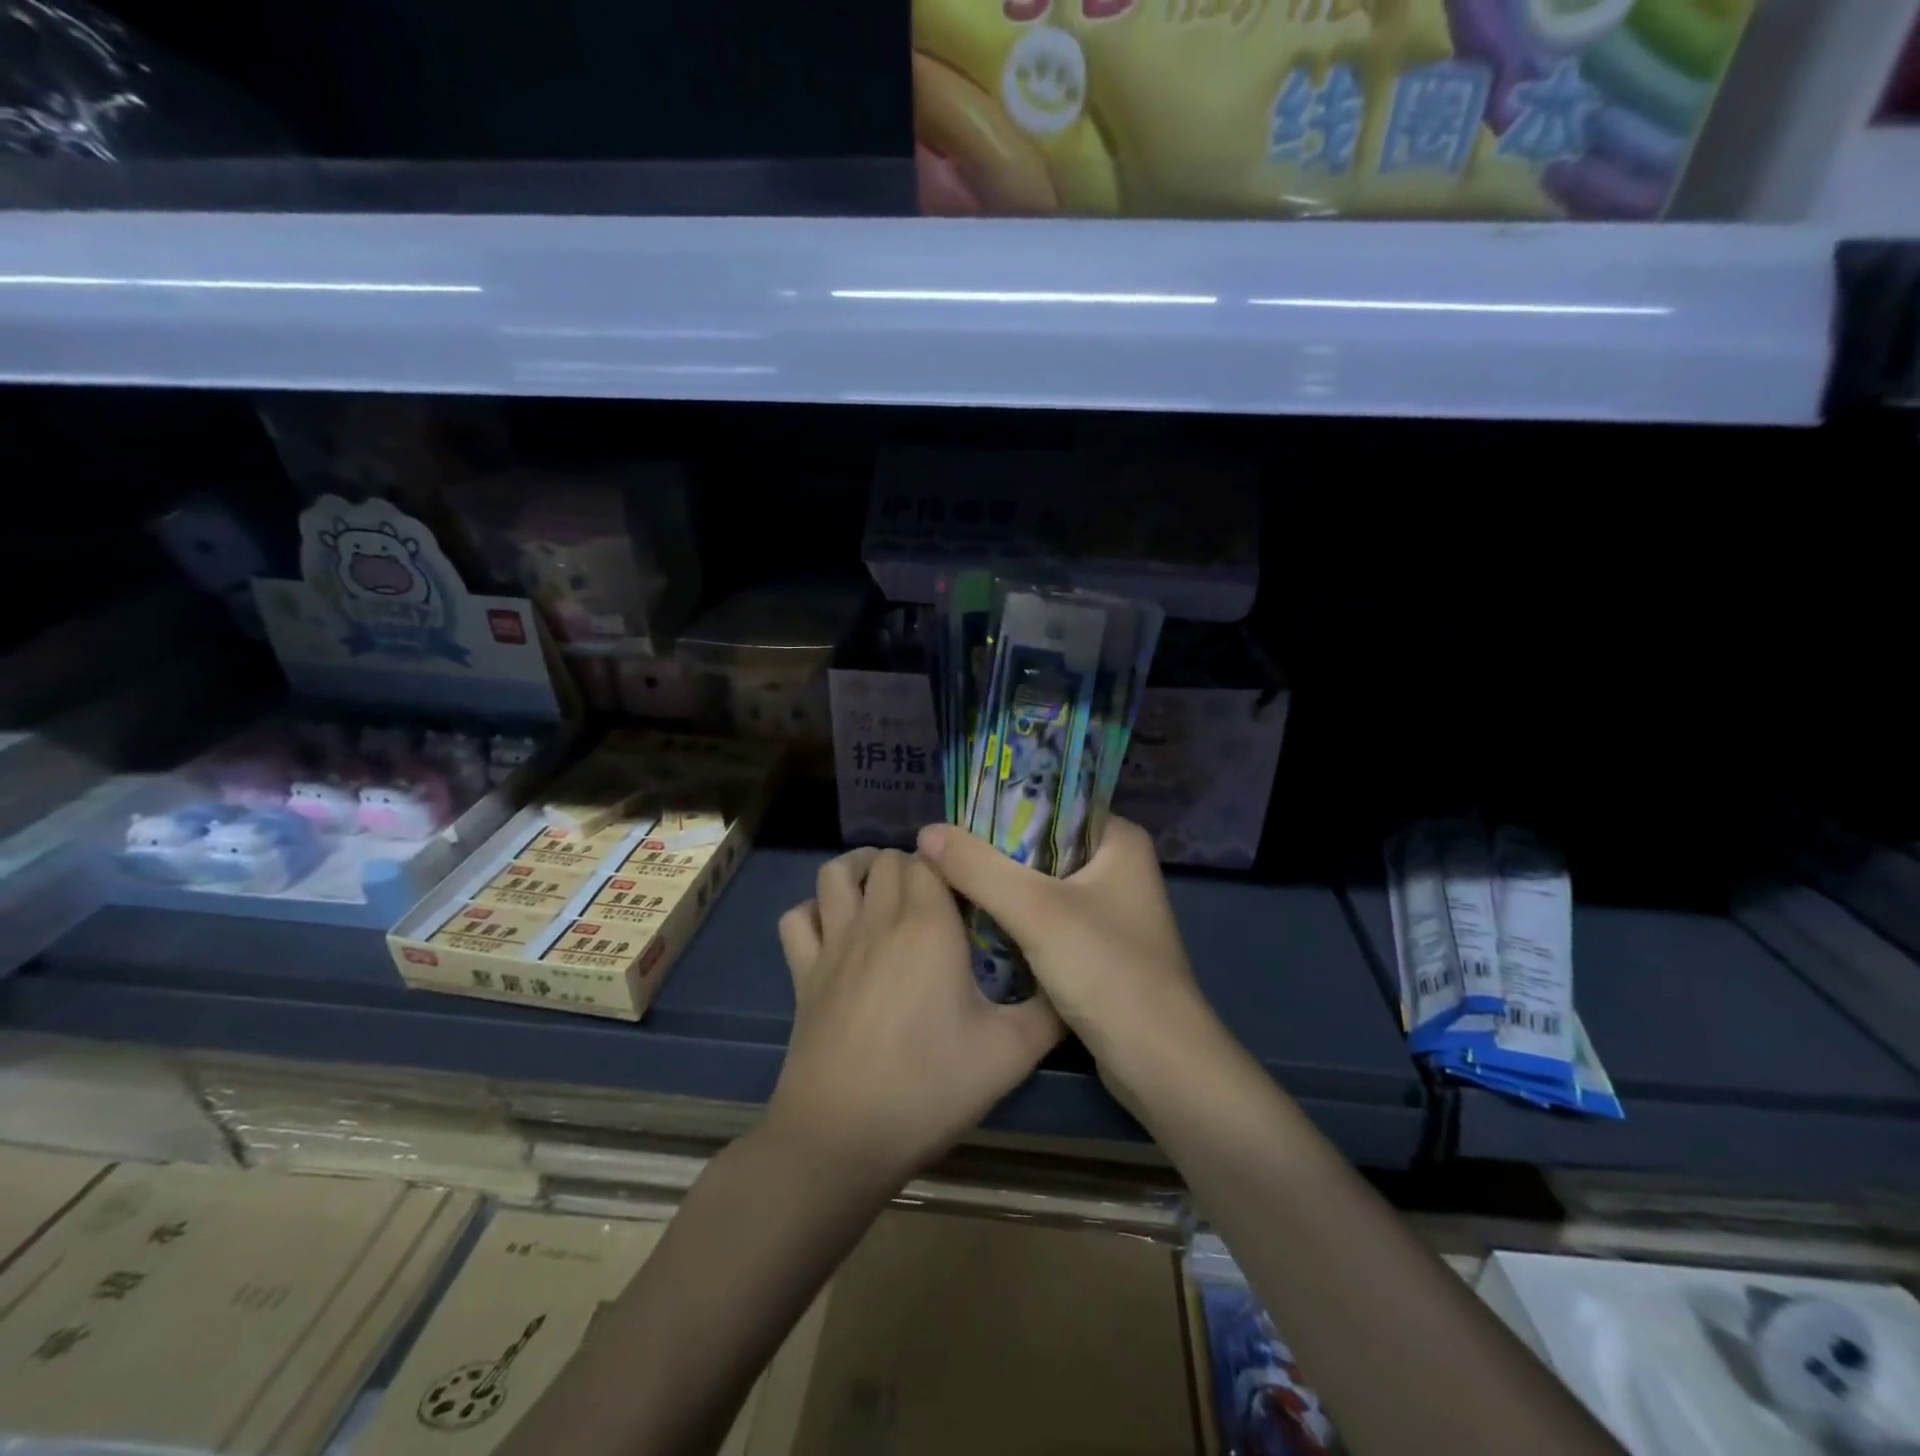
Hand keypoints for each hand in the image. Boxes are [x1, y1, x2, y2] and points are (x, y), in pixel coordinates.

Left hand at [766, 847, 1061, 1186]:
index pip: (934, 859)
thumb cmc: (931, 1087)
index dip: (952, 864)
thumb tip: (1071, 981)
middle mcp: (878, 919)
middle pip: (888, 860)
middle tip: (938, 898)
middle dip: (914, 865)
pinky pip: (796, 919)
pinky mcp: (802, 973)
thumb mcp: (1011, 1053)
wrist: (843, 1137)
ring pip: (835, 874)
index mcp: (928, 924)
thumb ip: (1051, 1010)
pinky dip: (814, 910)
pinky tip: (835, 927)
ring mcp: (833, 944)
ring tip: (883, 888)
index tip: (972, 890)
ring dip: (859, 869)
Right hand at [915, 818, 1216, 1085]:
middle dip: (994, 851)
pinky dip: (1015, 918)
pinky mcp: (1097, 945)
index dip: (1001, 808)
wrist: (1158, 1063)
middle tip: (941, 852)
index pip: (1052, 803)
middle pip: (1042, 844)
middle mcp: (1117, 866)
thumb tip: (926, 832)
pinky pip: (1046, 917)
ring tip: (948, 880)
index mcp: (1118, 839)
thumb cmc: (1106, 970)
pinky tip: (976, 921)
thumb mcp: (1035, 911)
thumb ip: (978, 868)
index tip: (953, 818)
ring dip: (1001, 886)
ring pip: (1041, 883)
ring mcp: (1109, 908)